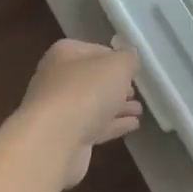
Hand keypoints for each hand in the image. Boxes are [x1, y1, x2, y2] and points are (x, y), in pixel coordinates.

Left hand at [18, 40, 143, 188]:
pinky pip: (94, 126)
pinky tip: (132, 125)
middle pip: (92, 79)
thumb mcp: (117, 65)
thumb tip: (129, 57)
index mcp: (64, 54)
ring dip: (116, 106)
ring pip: (93, 104)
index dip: (115, 58)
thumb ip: (128, 58)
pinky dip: (113, 125)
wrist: (53, 141)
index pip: (95, 50)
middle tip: (135, 90)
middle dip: (114, 85)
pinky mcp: (65, 138)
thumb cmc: (85, 91)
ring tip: (139, 109)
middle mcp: (57, 79)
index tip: (134, 68)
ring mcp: (59, 110)